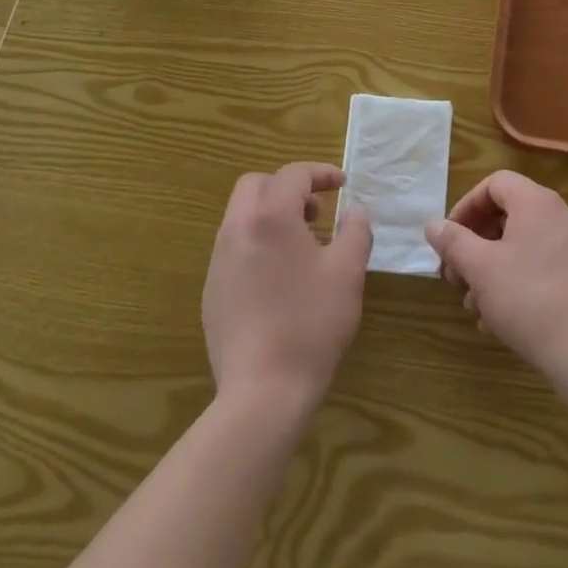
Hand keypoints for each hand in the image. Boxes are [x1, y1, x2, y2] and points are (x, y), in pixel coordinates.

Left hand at [203, 162, 372, 418]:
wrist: (263, 393)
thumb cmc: (311, 324)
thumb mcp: (348, 272)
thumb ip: (356, 231)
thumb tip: (355, 212)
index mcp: (270, 217)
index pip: (293, 174)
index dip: (320, 173)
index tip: (343, 185)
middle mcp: (237, 229)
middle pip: (256, 185)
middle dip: (288, 187)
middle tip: (316, 211)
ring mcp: (218, 261)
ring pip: (241, 215)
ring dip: (272, 214)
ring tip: (303, 245)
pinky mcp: (212, 291)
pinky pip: (234, 247)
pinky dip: (258, 243)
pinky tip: (280, 279)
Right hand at [426, 171, 567, 378]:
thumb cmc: (528, 299)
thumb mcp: (480, 268)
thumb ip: (453, 241)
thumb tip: (433, 225)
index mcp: (537, 202)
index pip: (495, 184)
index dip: (466, 207)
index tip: (449, 239)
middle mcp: (561, 216)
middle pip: (508, 216)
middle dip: (475, 245)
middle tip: (456, 277)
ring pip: (522, 246)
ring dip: (492, 270)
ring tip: (475, 306)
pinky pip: (542, 267)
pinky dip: (516, 283)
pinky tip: (499, 320)